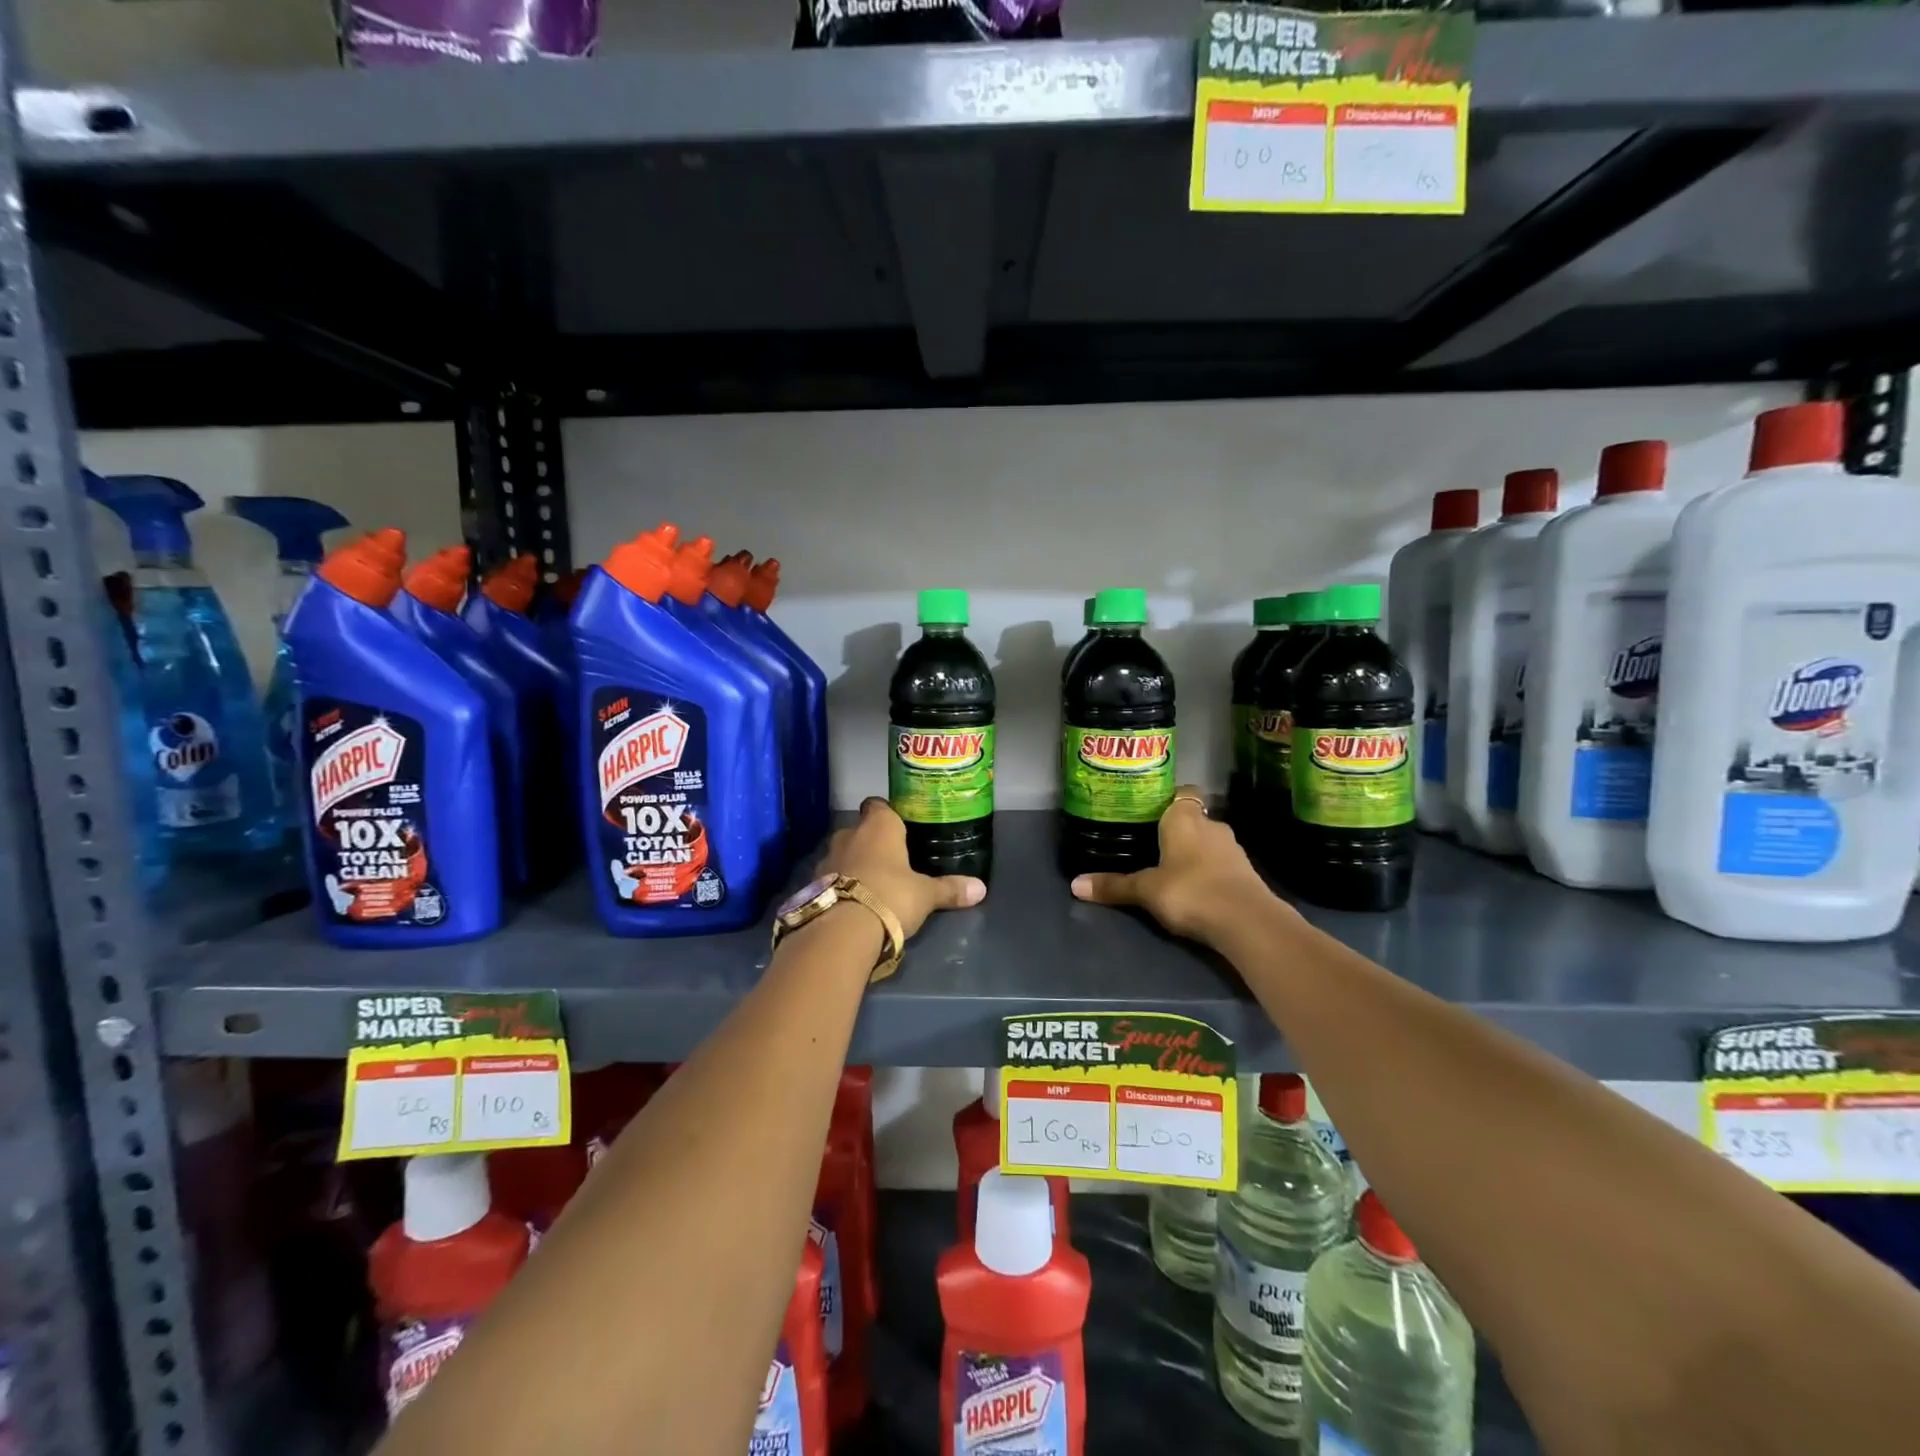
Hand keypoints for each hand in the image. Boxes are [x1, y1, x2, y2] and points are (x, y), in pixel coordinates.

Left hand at [815, 798, 986, 938]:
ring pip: (843, 853)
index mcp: (878, 825)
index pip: (879, 805)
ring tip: (873, 885)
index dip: (888, 814)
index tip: (900, 827)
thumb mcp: (926, 895)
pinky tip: (853, 902)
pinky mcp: (813, 884)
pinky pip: (831, 877)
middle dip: (872, 843)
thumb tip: (982, 889)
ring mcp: (827, 858)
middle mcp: (849, 834)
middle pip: (860, 830)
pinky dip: (840, 885)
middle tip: (892, 861)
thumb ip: (950, 889)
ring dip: (854, 864)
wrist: (842, 929)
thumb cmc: (891, 896)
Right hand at [1069, 786, 1283, 946]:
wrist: (1247, 921)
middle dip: (1176, 830)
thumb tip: (1074, 885)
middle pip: (1192, 818)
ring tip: (1171, 869)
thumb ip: (1113, 886)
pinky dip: (1210, 871)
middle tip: (1151, 844)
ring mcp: (1233, 848)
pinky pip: (1222, 864)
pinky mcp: (1247, 872)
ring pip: (1208, 841)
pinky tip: (1196, 888)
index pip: (1180, 793)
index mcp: (1184, 817)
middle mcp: (1211, 824)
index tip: (1149, 812)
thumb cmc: (1190, 891)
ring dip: (1195, 852)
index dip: (1167, 800)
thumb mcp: (1145, 890)